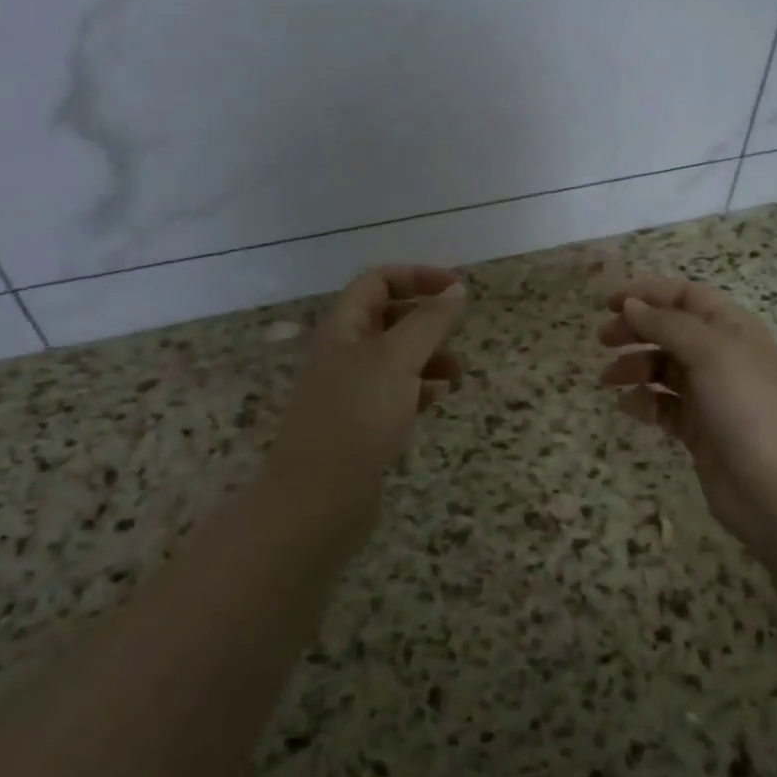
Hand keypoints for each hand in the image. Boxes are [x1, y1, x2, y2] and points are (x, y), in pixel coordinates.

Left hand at [264, 265, 465, 546]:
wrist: (317, 499)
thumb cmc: (358, 416)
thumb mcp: (398, 359)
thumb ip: (430, 321)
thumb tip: (457, 289)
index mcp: (342, 327)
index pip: (378, 281)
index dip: (417, 277)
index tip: (457, 290)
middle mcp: (342, 352)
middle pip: (387, 317)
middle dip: (426, 319)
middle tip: (459, 331)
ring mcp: (348, 389)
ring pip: (394, 356)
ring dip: (428, 355)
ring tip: (457, 374)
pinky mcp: (359, 422)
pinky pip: (394, 391)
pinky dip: (418, 387)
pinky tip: (437, 399)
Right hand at [598, 277, 776, 559]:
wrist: (776, 491)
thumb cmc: (747, 408)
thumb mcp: (710, 353)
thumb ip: (668, 324)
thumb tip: (631, 304)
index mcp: (733, 329)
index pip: (687, 296)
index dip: (649, 293)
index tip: (610, 302)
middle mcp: (723, 356)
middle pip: (672, 330)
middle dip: (637, 329)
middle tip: (603, 339)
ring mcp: (712, 395)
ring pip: (665, 368)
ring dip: (635, 366)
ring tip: (609, 379)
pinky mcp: (700, 429)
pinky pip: (665, 405)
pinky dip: (645, 402)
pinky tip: (629, 407)